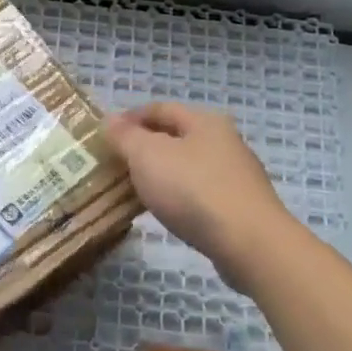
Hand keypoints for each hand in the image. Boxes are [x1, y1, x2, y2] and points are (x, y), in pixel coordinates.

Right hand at [104, 102, 286, 274]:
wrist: (247, 242)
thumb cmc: (192, 189)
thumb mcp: (147, 155)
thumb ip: (125, 136)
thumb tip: (110, 120)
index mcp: (204, 121)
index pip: (159, 109)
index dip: (129, 118)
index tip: (104, 135)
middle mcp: (224, 141)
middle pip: (176, 136)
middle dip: (144, 146)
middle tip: (114, 163)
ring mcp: (235, 175)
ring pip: (186, 165)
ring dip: (159, 172)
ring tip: (133, 189)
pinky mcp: (238, 206)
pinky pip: (197, 192)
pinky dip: (176, 195)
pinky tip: (164, 210)